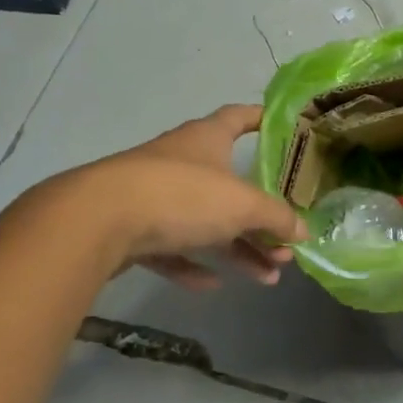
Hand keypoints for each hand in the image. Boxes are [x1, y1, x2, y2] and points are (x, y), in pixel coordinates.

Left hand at [54, 105, 306, 290]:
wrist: (99, 220)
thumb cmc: (182, 195)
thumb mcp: (242, 205)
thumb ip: (276, 218)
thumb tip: (302, 231)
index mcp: (207, 139)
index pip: (239, 117)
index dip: (261, 119)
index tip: (282, 129)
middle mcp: (182, 161)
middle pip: (230, 186)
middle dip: (261, 217)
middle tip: (286, 245)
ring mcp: (154, 195)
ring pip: (205, 222)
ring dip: (238, 249)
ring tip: (267, 278)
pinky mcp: (132, 228)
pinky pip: (172, 247)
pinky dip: (193, 263)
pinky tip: (212, 285)